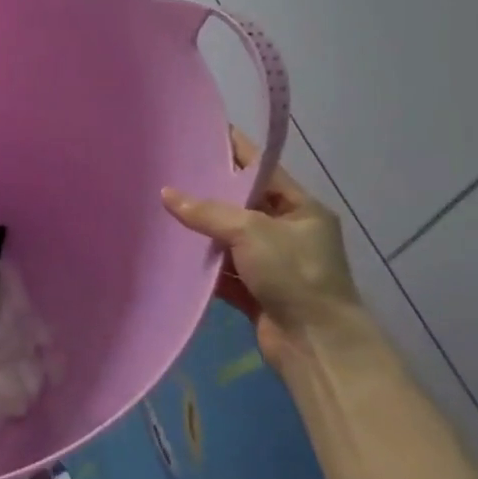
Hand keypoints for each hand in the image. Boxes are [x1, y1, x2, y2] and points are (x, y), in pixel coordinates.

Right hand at [162, 130, 364, 370]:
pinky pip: (223, 270)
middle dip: (208, 192)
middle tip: (169, 172)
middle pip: (241, 204)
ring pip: (229, 238)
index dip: (234, 149)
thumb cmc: (294, 275)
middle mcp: (288, 232)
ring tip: (161, 209)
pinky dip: (202, 264)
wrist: (316, 345)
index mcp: (301, 208)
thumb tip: (166, 194)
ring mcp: (272, 263)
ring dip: (201, 231)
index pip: (261, 169)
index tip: (201, 132)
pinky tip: (172, 253)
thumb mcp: (251, 232)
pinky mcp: (256, 291)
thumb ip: (207, 212)